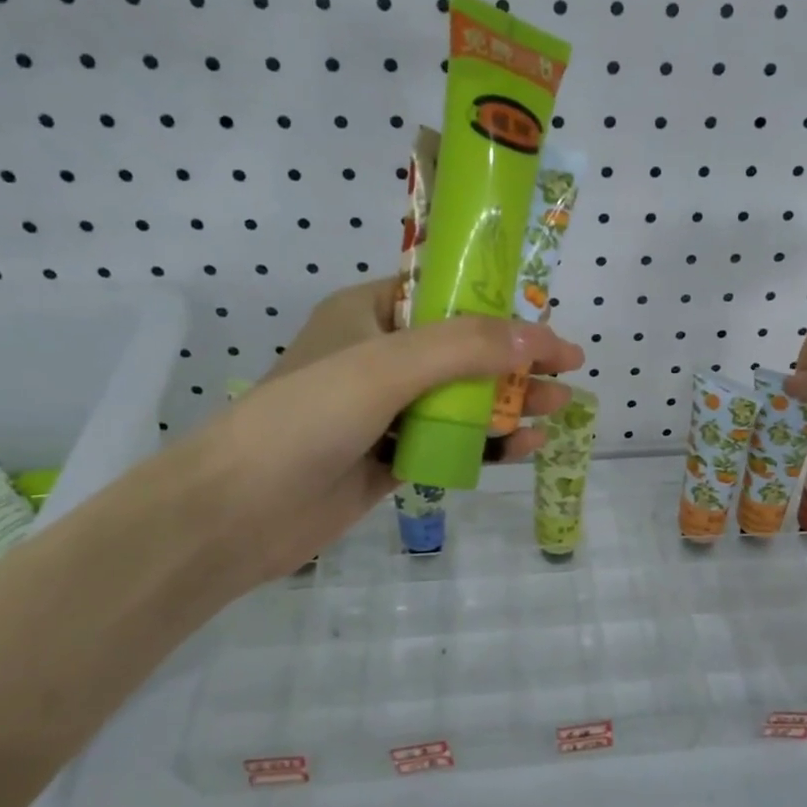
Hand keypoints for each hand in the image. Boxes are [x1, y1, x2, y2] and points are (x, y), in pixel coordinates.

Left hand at [182, 281, 582, 583]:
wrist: (237, 512)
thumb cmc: (307, 417)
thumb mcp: (387, 366)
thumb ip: (465, 347)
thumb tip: (538, 340)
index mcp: (369, 312)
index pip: (447, 294)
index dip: (501, 304)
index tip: (546, 321)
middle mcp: (380, 355)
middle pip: (464, 349)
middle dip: (517, 360)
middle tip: (569, 369)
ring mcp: (385, 410)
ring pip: (462, 398)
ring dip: (511, 402)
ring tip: (560, 409)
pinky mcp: (389, 456)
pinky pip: (449, 441)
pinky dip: (487, 443)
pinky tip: (525, 448)